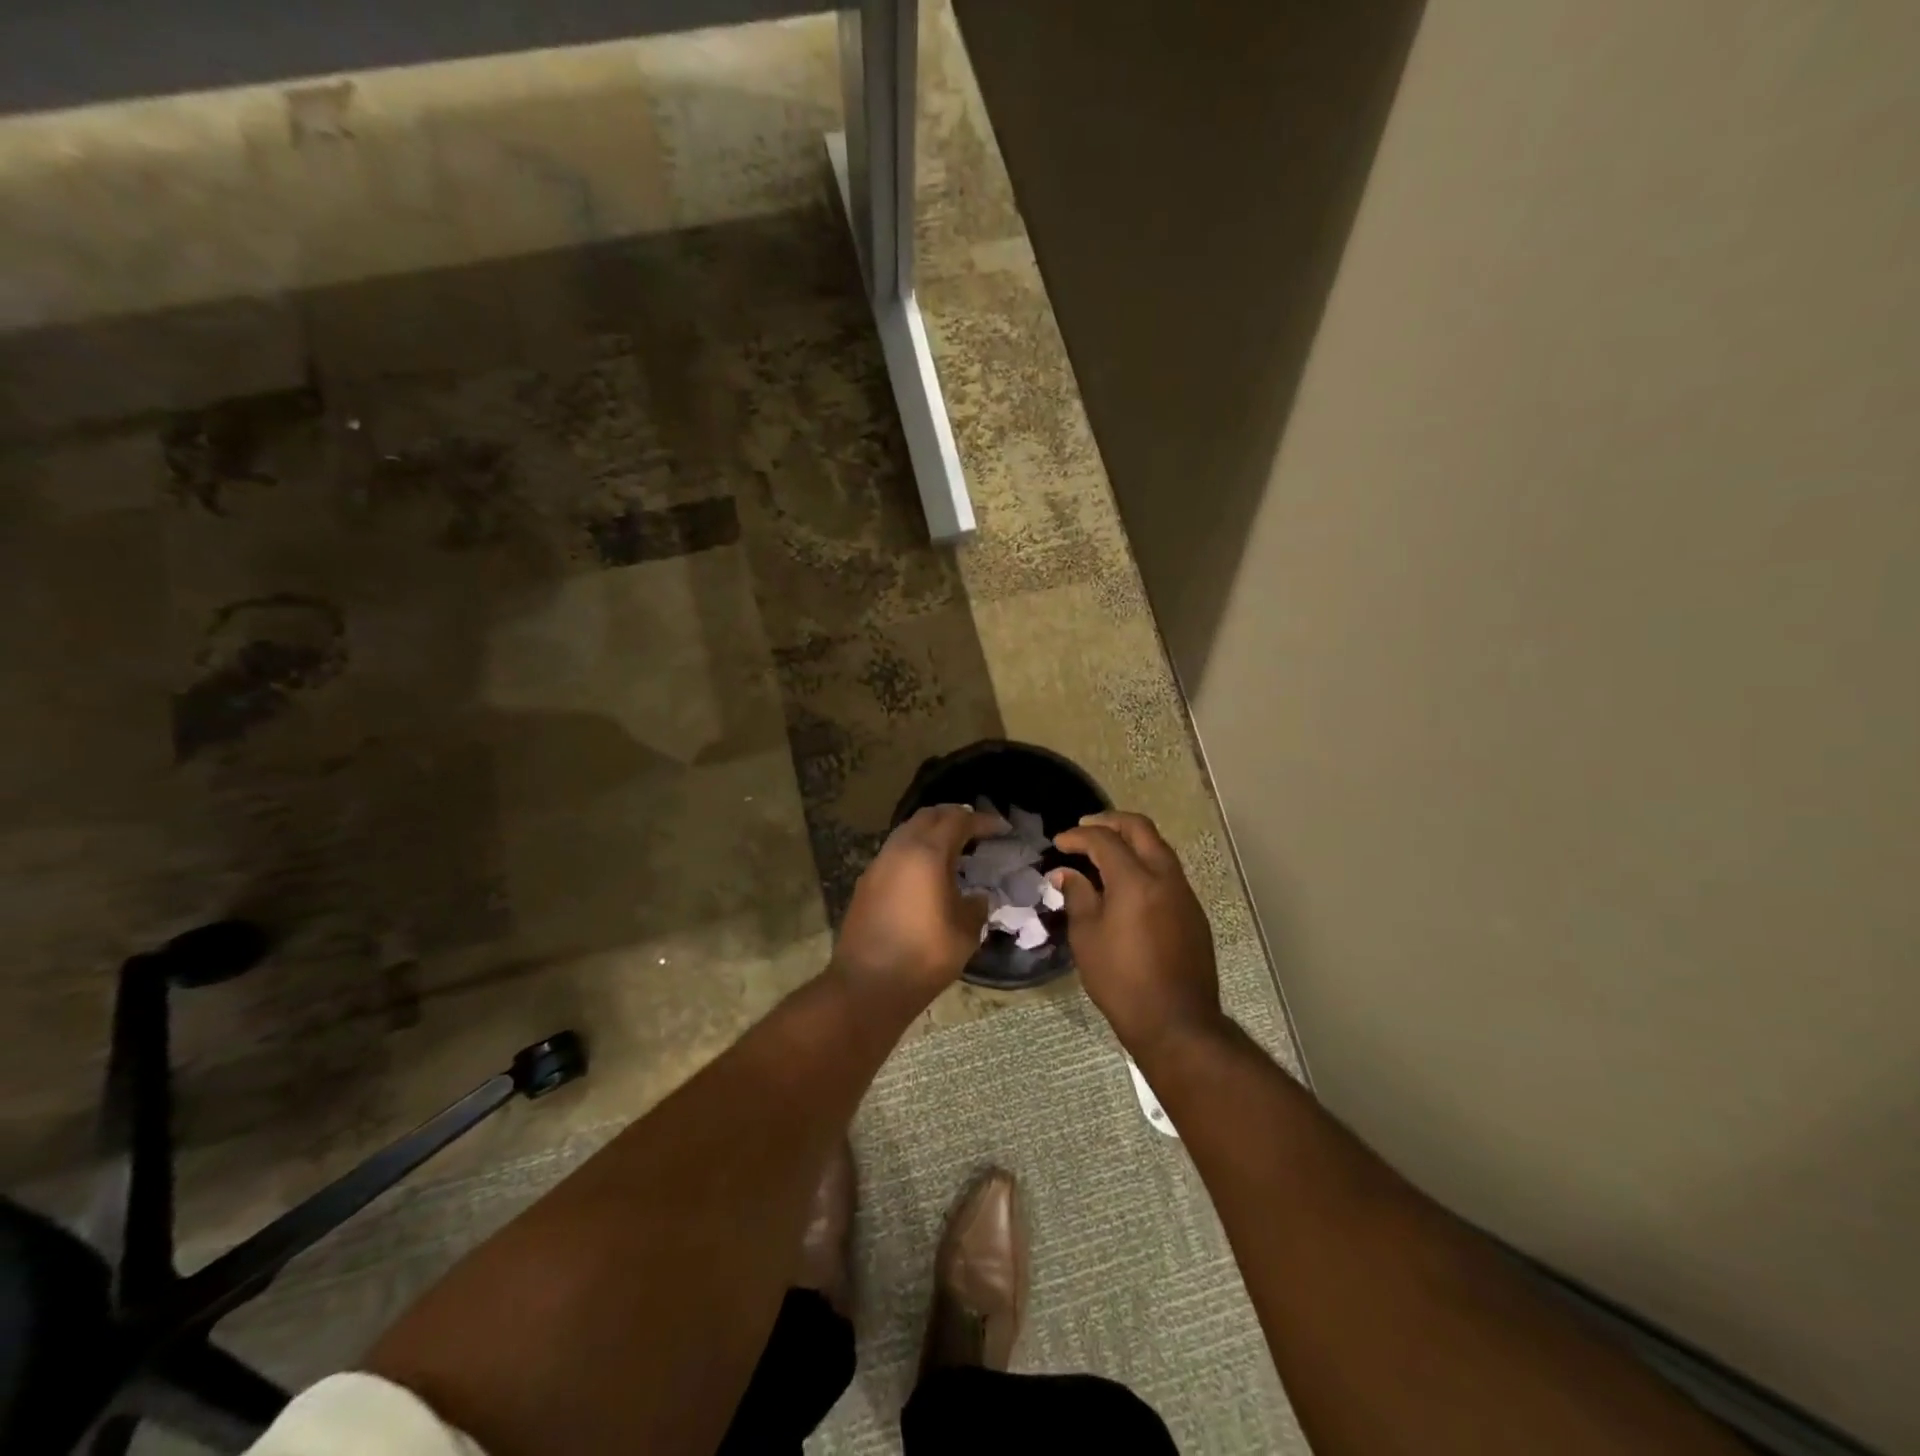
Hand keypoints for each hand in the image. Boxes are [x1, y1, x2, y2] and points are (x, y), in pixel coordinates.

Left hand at [832, 804, 1004, 1017]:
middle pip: (929, 816)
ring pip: (908, 831)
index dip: (983, 821)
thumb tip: (977, 897)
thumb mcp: (966, 932)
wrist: (868, 984)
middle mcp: (900, 849)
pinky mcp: (866, 882)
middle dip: (955, 817)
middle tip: (977, 830)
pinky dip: (915, 850)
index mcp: (928, 853)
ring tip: (954, 849)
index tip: (1001, 829)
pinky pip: (895, 852)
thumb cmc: (924, 956)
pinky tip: (927, 872)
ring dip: (932, 832)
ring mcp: (878, 864)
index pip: (959, 820)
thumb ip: (976, 906)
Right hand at [1051, 811, 1222, 1056]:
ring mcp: (1184, 894)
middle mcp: (1165, 877)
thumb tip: (1066, 873)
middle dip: (1110, 822)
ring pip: (1158, 848)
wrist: (1176, 1022)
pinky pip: (1167, 871)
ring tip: (1103, 853)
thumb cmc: (1122, 981)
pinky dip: (1145, 863)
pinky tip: (1126, 882)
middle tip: (1084, 829)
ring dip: (1131, 841)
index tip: (1059, 843)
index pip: (1104, 840)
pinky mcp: (1193, 912)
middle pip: (1140, 829)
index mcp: (1135, 880)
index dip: (1078, 836)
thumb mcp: (1087, 938)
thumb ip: (1078, 896)